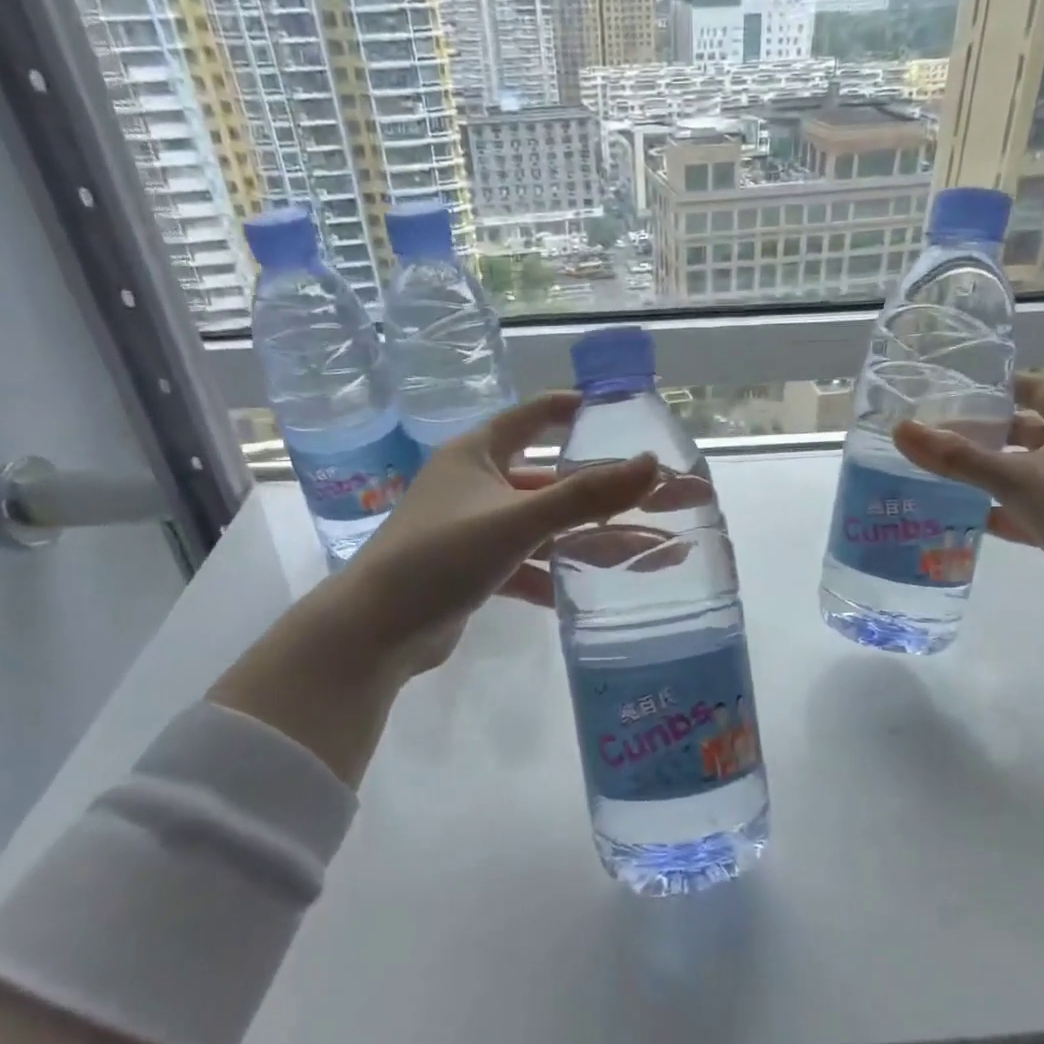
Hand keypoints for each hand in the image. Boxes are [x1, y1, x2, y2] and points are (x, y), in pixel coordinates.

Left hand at [208, 393, 658, 781]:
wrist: (374, 632)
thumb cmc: (440, 556)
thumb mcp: (516, 520)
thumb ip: (585, 495)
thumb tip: (651, 462)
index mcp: (478, 455)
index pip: (533, 417)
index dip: (575, 410)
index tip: (622, 412)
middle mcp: (477, 486)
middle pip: (555, 481)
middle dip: (609, 492)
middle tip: (668, 497)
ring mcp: (476, 531)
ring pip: (547, 529)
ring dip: (594, 541)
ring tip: (655, 552)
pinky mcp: (476, 572)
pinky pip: (530, 565)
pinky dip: (560, 576)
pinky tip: (600, 592)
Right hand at [893, 373, 1043, 624]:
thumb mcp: (1018, 478)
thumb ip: (958, 457)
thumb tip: (901, 430)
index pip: (1039, 389)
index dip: (1000, 386)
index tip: (954, 390)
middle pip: (1028, 431)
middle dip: (985, 432)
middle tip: (935, 434)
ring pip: (1025, 472)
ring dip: (987, 473)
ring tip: (937, 471)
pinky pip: (1026, 508)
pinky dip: (997, 509)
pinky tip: (960, 513)